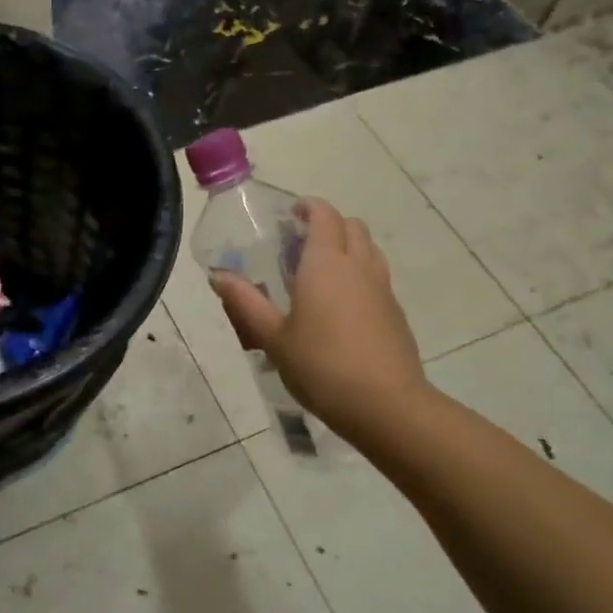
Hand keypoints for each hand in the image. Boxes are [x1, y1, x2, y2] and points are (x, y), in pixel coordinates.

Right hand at [211, 198, 431, 444]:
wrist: (386, 405)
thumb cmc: (321, 366)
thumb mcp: (273, 337)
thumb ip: (246, 302)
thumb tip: (217, 275)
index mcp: (325, 263)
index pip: (324, 215)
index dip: (308, 207)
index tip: (289, 214)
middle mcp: (358, 266)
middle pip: (351, 225)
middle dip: (328, 225)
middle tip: (300, 245)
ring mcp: (382, 288)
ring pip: (369, 249)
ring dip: (347, 247)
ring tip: (320, 273)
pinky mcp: (395, 312)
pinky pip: (377, 277)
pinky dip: (359, 275)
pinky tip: (340, 307)